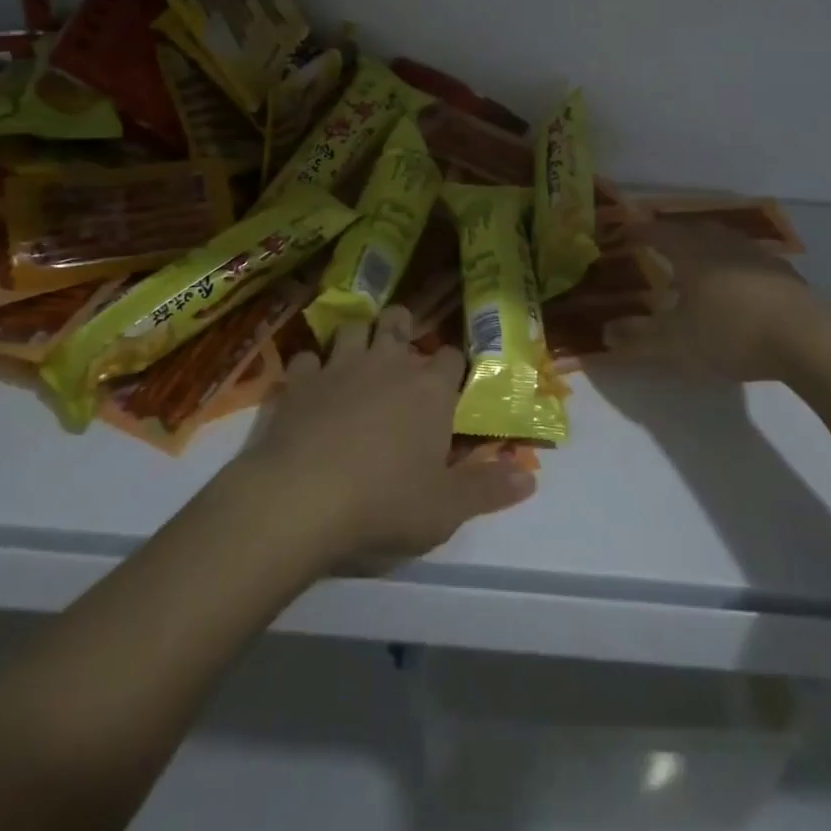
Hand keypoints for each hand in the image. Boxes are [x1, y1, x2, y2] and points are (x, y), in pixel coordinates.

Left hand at [249, 306, 536, 564]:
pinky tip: (310, 384)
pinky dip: (310, 368)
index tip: (448, 385)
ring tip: (358, 358)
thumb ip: (488, 489)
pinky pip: (306, 358)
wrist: (301, 500)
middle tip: (401, 353)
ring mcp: (340, 366)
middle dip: (403, 329)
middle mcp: (389, 364)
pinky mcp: (299, 381)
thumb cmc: (384, 503)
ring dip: (359, 338)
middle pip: (400, 321)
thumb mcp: (446, 509)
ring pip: (354, 327)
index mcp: (430, 389)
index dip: (451, 366)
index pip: (451, 356)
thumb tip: (531, 478)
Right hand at [610, 221, 830, 383]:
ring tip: (696, 259)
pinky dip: (734, 264)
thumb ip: (638, 337)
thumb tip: (605, 332)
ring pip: (724, 241)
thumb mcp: (676, 342)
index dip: (639, 231)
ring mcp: (758, 257)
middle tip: (659, 241)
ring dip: (706, 245)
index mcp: (693, 253)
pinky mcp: (784, 275)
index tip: (624, 232)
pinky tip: (738, 283)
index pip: (659, 232)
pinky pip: (749, 259)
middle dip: (673, 233)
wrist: (807, 340)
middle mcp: (723, 245)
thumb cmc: (732, 333)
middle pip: (693, 229)